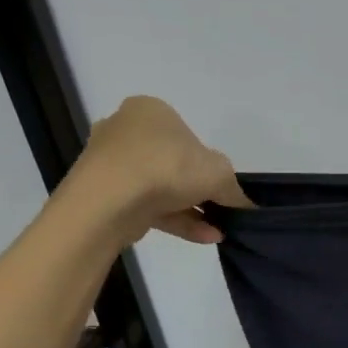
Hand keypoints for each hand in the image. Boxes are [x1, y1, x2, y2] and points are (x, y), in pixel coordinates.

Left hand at [70, 96, 249, 245]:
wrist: (107, 202)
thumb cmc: (167, 168)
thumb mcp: (219, 174)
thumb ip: (235, 189)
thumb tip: (245, 205)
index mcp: (151, 111)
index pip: (188, 136)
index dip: (209, 163)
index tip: (222, 186)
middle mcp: (126, 130)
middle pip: (174, 163)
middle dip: (199, 191)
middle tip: (221, 210)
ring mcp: (110, 163)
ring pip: (161, 188)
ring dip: (192, 210)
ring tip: (218, 231)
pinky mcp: (102, 193)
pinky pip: (146, 205)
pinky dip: (175, 220)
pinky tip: (203, 237)